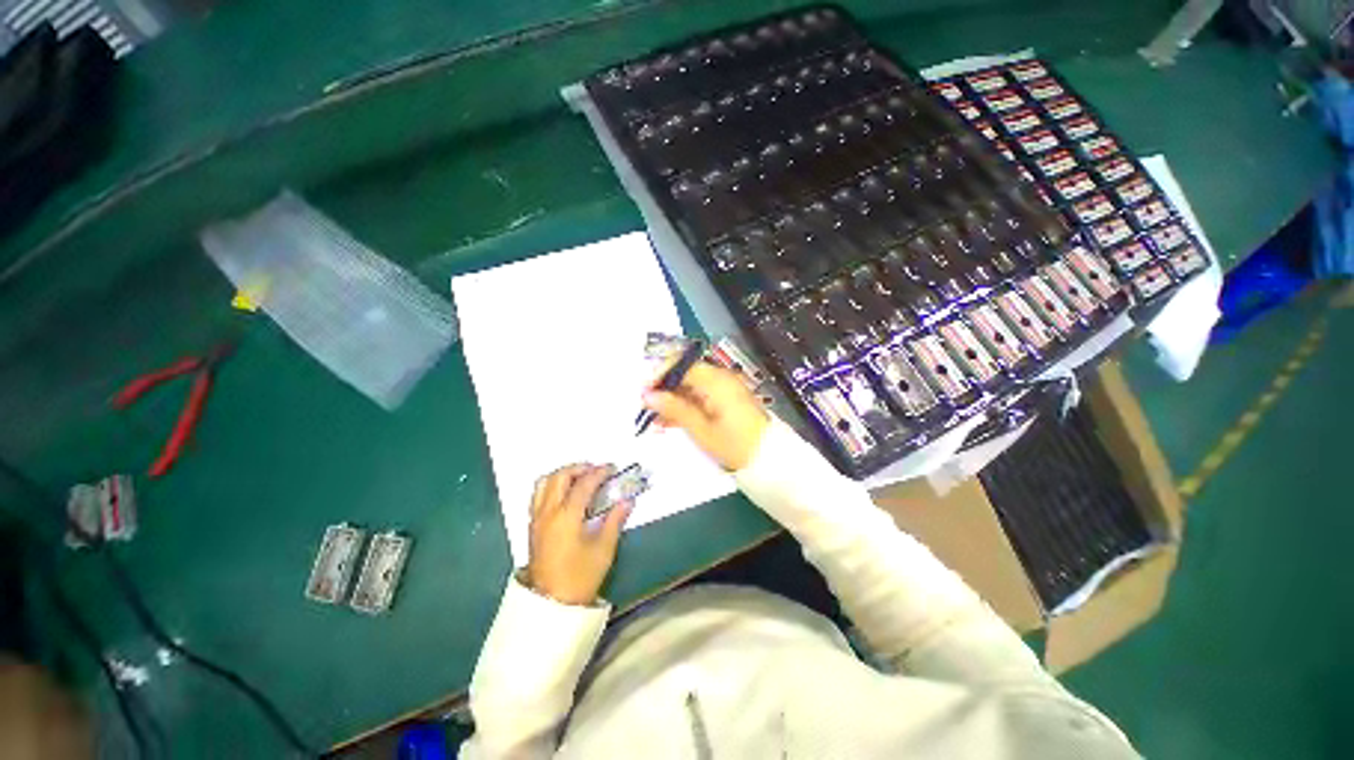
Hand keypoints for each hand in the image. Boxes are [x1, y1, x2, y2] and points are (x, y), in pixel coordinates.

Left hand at [524, 464, 628, 605]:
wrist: (552, 605)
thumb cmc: (581, 576)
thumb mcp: (604, 548)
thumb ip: (615, 520)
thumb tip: (627, 500)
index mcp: (566, 516)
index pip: (583, 484)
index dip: (599, 472)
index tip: (612, 469)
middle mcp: (548, 512)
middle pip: (559, 476)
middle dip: (579, 468)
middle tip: (596, 471)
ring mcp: (537, 519)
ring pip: (544, 483)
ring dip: (563, 474)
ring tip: (580, 478)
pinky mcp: (532, 527)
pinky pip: (538, 495)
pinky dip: (552, 485)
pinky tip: (565, 494)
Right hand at [642, 361, 769, 470]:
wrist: (768, 459)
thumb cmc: (734, 444)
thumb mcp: (700, 429)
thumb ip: (674, 408)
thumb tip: (648, 395)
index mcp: (715, 380)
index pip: (681, 365)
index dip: (659, 375)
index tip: (643, 392)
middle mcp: (719, 378)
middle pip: (684, 375)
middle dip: (663, 390)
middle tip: (645, 408)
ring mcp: (723, 389)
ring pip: (689, 388)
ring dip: (671, 401)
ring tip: (653, 420)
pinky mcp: (725, 400)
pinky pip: (699, 397)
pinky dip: (684, 407)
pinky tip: (668, 422)